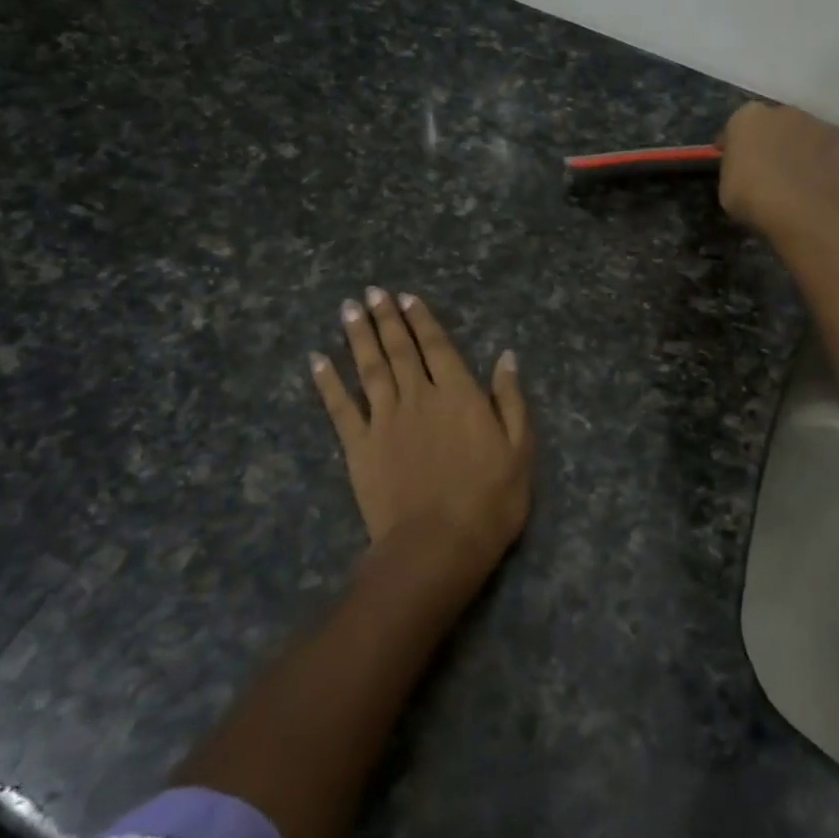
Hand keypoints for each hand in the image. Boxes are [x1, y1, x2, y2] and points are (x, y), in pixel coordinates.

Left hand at [312, 288, 532, 580]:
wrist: (438, 545)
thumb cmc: (490, 500)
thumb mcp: (520, 449)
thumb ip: (510, 400)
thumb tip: (506, 357)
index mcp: (459, 395)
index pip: (438, 347)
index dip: (422, 321)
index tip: (407, 298)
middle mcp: (419, 397)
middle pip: (400, 349)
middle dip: (386, 318)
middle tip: (372, 292)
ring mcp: (385, 420)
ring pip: (369, 368)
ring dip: (358, 337)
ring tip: (348, 309)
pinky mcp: (359, 447)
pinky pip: (340, 408)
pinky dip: (328, 382)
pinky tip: (318, 360)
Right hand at [718, 101, 838, 241]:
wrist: (803, 211)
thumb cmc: (753, 198)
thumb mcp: (726, 186)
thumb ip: (735, 168)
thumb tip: (745, 168)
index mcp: (748, 118)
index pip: (736, 127)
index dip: (735, 145)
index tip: (734, 163)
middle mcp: (783, 112)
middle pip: (773, 125)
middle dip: (770, 142)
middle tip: (766, 170)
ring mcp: (817, 125)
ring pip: (802, 136)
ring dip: (798, 151)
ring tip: (795, 179)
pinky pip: (824, 153)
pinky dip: (821, 164)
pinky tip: (816, 186)